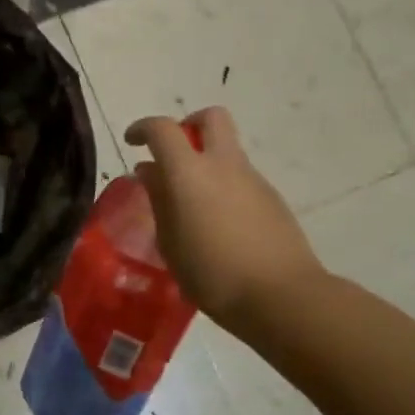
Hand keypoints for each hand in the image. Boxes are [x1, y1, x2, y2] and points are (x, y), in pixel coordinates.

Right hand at [124, 106, 324, 332]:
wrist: (282, 296)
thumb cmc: (213, 274)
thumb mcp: (170, 242)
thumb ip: (159, 200)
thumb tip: (150, 172)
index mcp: (190, 173)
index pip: (162, 129)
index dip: (142, 128)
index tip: (132, 142)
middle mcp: (224, 165)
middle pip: (210, 118)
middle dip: (189, 125)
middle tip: (173, 154)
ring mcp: (253, 179)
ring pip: (227, 150)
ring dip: (207, 162)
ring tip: (193, 205)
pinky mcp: (273, 199)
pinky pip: (241, 178)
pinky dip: (225, 186)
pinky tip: (220, 225)